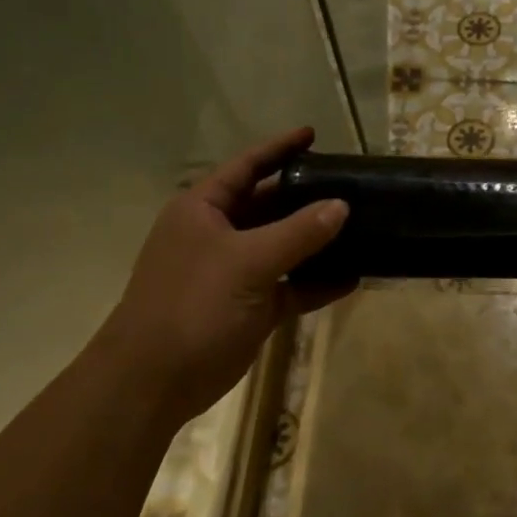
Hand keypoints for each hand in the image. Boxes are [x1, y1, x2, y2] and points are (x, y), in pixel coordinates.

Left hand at [93, 128, 348, 418]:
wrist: (154, 382)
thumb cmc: (193, 304)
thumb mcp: (248, 261)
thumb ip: (298, 231)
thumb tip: (342, 206)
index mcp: (204, 210)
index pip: (247, 166)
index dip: (279, 148)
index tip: (313, 133)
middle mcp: (219, 234)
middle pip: (269, 205)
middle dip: (307, 196)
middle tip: (350, 184)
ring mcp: (235, 272)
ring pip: (284, 246)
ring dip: (317, 241)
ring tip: (362, 226)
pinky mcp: (251, 307)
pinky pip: (291, 286)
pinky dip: (318, 282)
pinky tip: (353, 277)